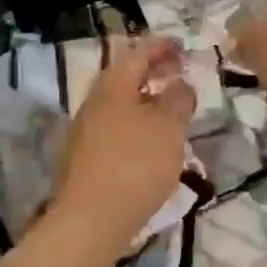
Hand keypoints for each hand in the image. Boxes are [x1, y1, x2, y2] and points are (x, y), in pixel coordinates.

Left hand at [49, 36, 195, 249]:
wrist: (90, 221)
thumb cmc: (135, 165)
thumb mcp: (169, 127)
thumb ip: (178, 99)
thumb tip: (179, 84)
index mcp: (112, 86)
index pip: (138, 53)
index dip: (161, 47)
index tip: (182, 45)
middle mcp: (94, 102)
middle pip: (125, 76)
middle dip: (153, 71)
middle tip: (179, 71)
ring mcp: (85, 131)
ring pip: (120, 103)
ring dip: (145, 98)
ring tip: (170, 106)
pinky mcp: (85, 158)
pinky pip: (115, 126)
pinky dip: (136, 121)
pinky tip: (151, 139)